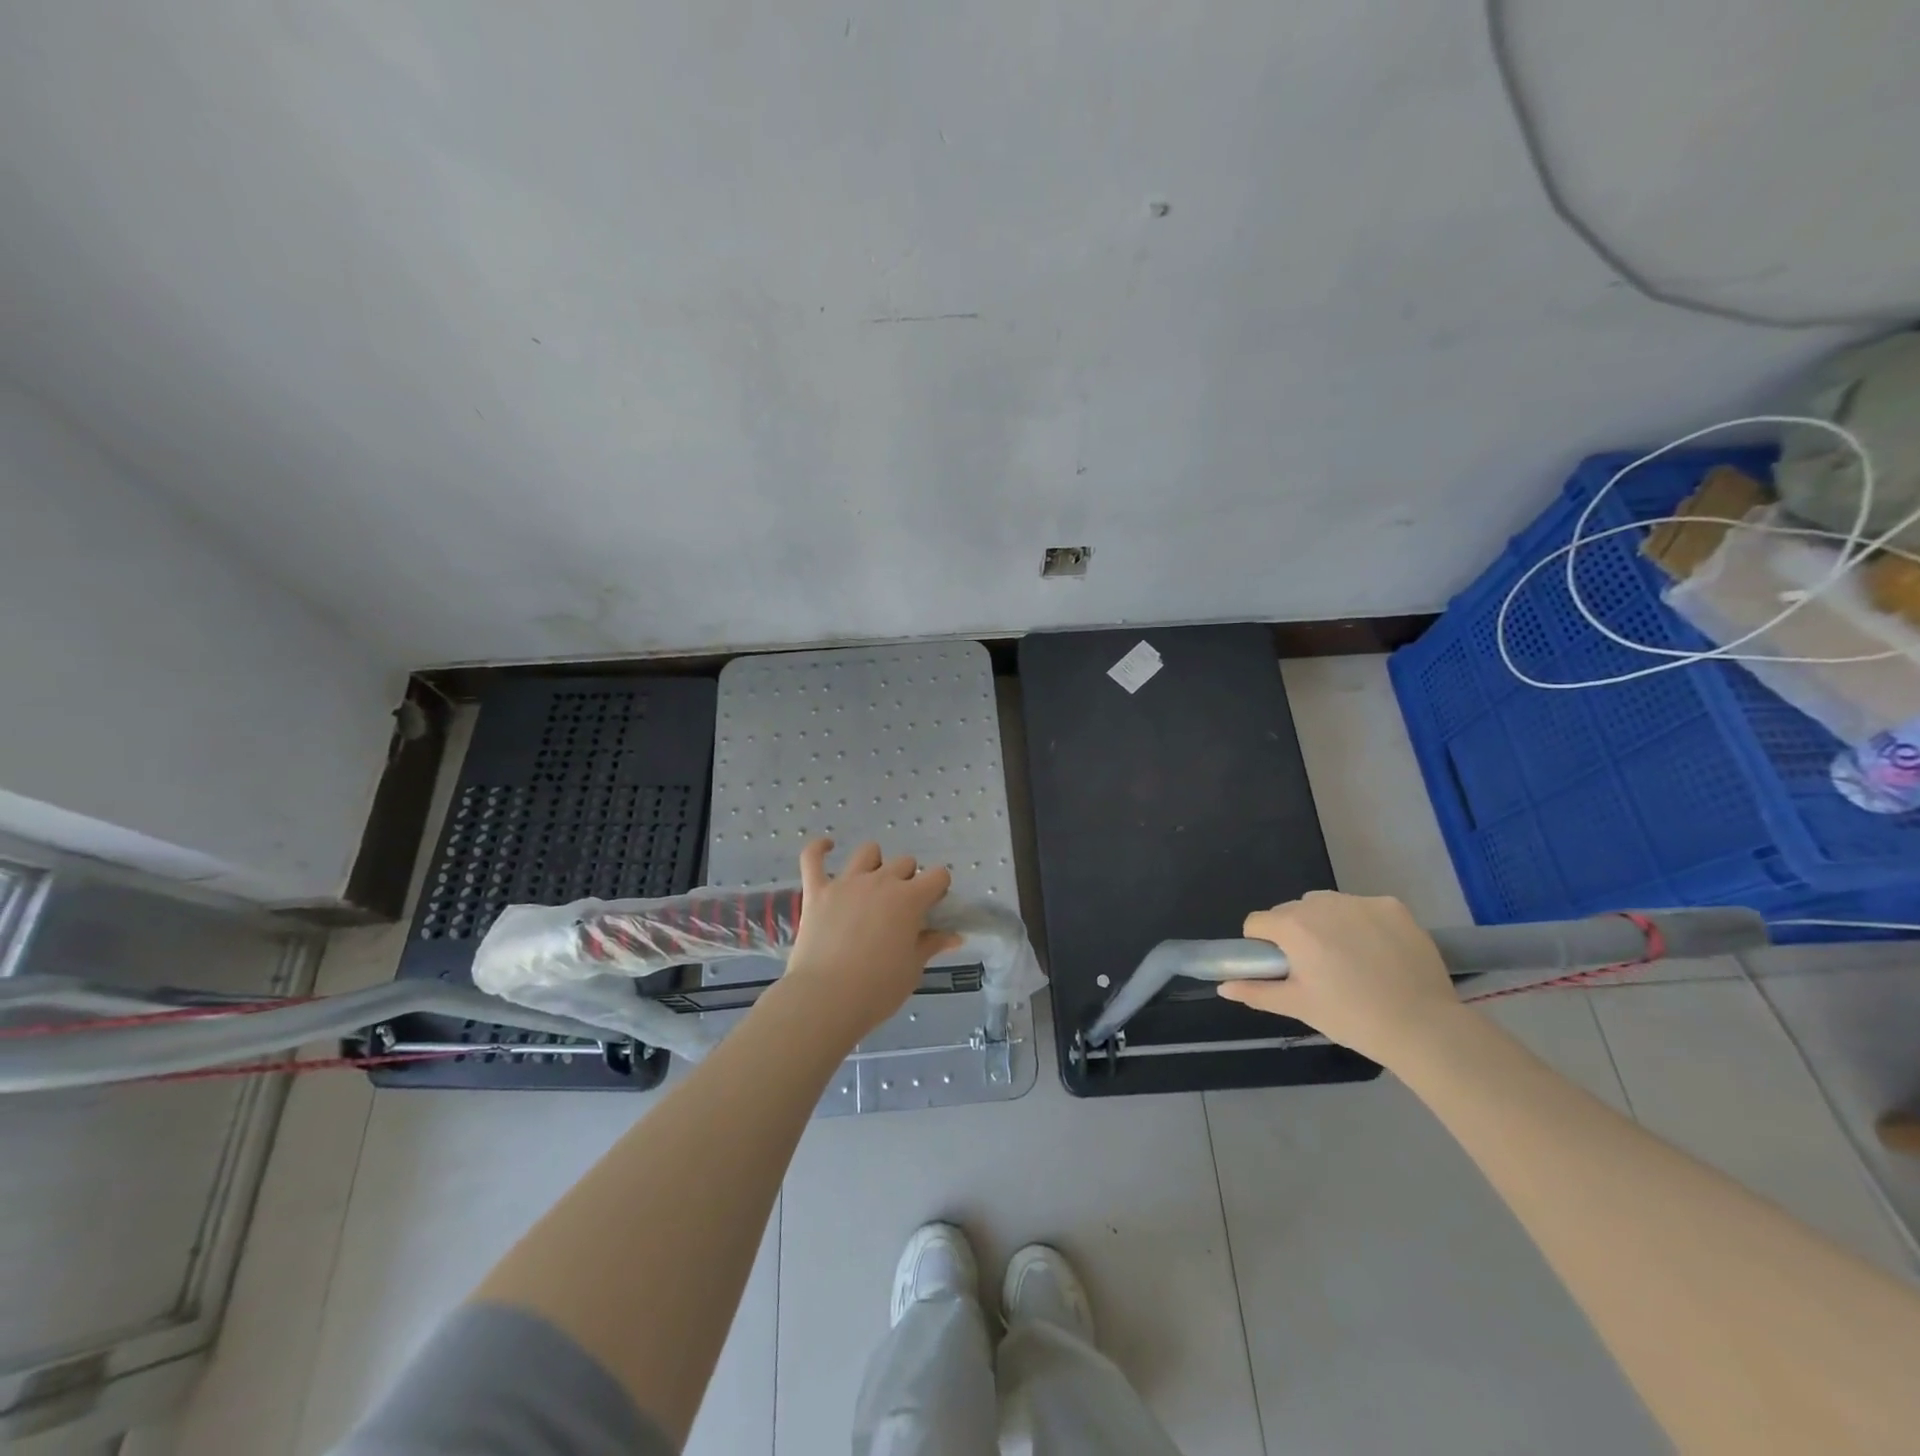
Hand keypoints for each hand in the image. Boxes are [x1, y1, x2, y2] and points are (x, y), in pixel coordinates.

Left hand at [779, 838, 962, 1043]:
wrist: (827, 998)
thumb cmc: (878, 988)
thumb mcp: (912, 969)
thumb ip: (931, 945)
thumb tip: (954, 936)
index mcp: (910, 899)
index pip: (938, 875)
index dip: (939, 889)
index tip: (933, 907)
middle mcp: (881, 881)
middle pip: (904, 863)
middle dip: (909, 879)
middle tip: (902, 908)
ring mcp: (846, 883)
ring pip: (868, 852)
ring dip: (875, 863)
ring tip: (873, 883)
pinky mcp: (817, 891)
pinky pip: (813, 858)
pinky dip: (819, 848)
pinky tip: (827, 845)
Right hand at [1220, 891, 1460, 1066]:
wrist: (1424, 1027)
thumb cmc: (1351, 1017)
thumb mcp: (1299, 1006)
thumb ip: (1256, 991)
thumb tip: (1223, 986)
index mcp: (1294, 927)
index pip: (1258, 922)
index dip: (1263, 946)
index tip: (1283, 969)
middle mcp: (1322, 904)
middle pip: (1292, 911)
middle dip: (1296, 933)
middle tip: (1318, 969)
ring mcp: (1360, 902)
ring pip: (1326, 905)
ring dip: (1327, 924)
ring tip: (1350, 959)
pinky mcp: (1393, 906)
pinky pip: (1362, 907)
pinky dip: (1362, 923)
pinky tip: (1379, 952)